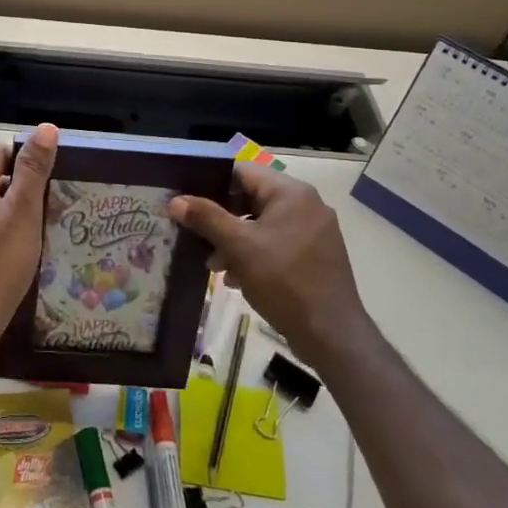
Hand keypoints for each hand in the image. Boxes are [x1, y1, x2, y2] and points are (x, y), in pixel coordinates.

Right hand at [169, 167, 367, 365]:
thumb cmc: (283, 280)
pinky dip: (256, 254)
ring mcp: (315, 231)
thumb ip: (206, 218)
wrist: (331, 335)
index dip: (211, 184)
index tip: (188, 201)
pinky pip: (278, 243)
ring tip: (216, 266)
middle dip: (222, 220)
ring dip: (236, 241)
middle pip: (252, 199)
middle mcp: (307, 204)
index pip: (242, 172)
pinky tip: (238, 278)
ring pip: (263, 224)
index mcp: (291, 192)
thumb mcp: (238, 246)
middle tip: (198, 238)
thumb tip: (175, 201)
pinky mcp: (317, 255)